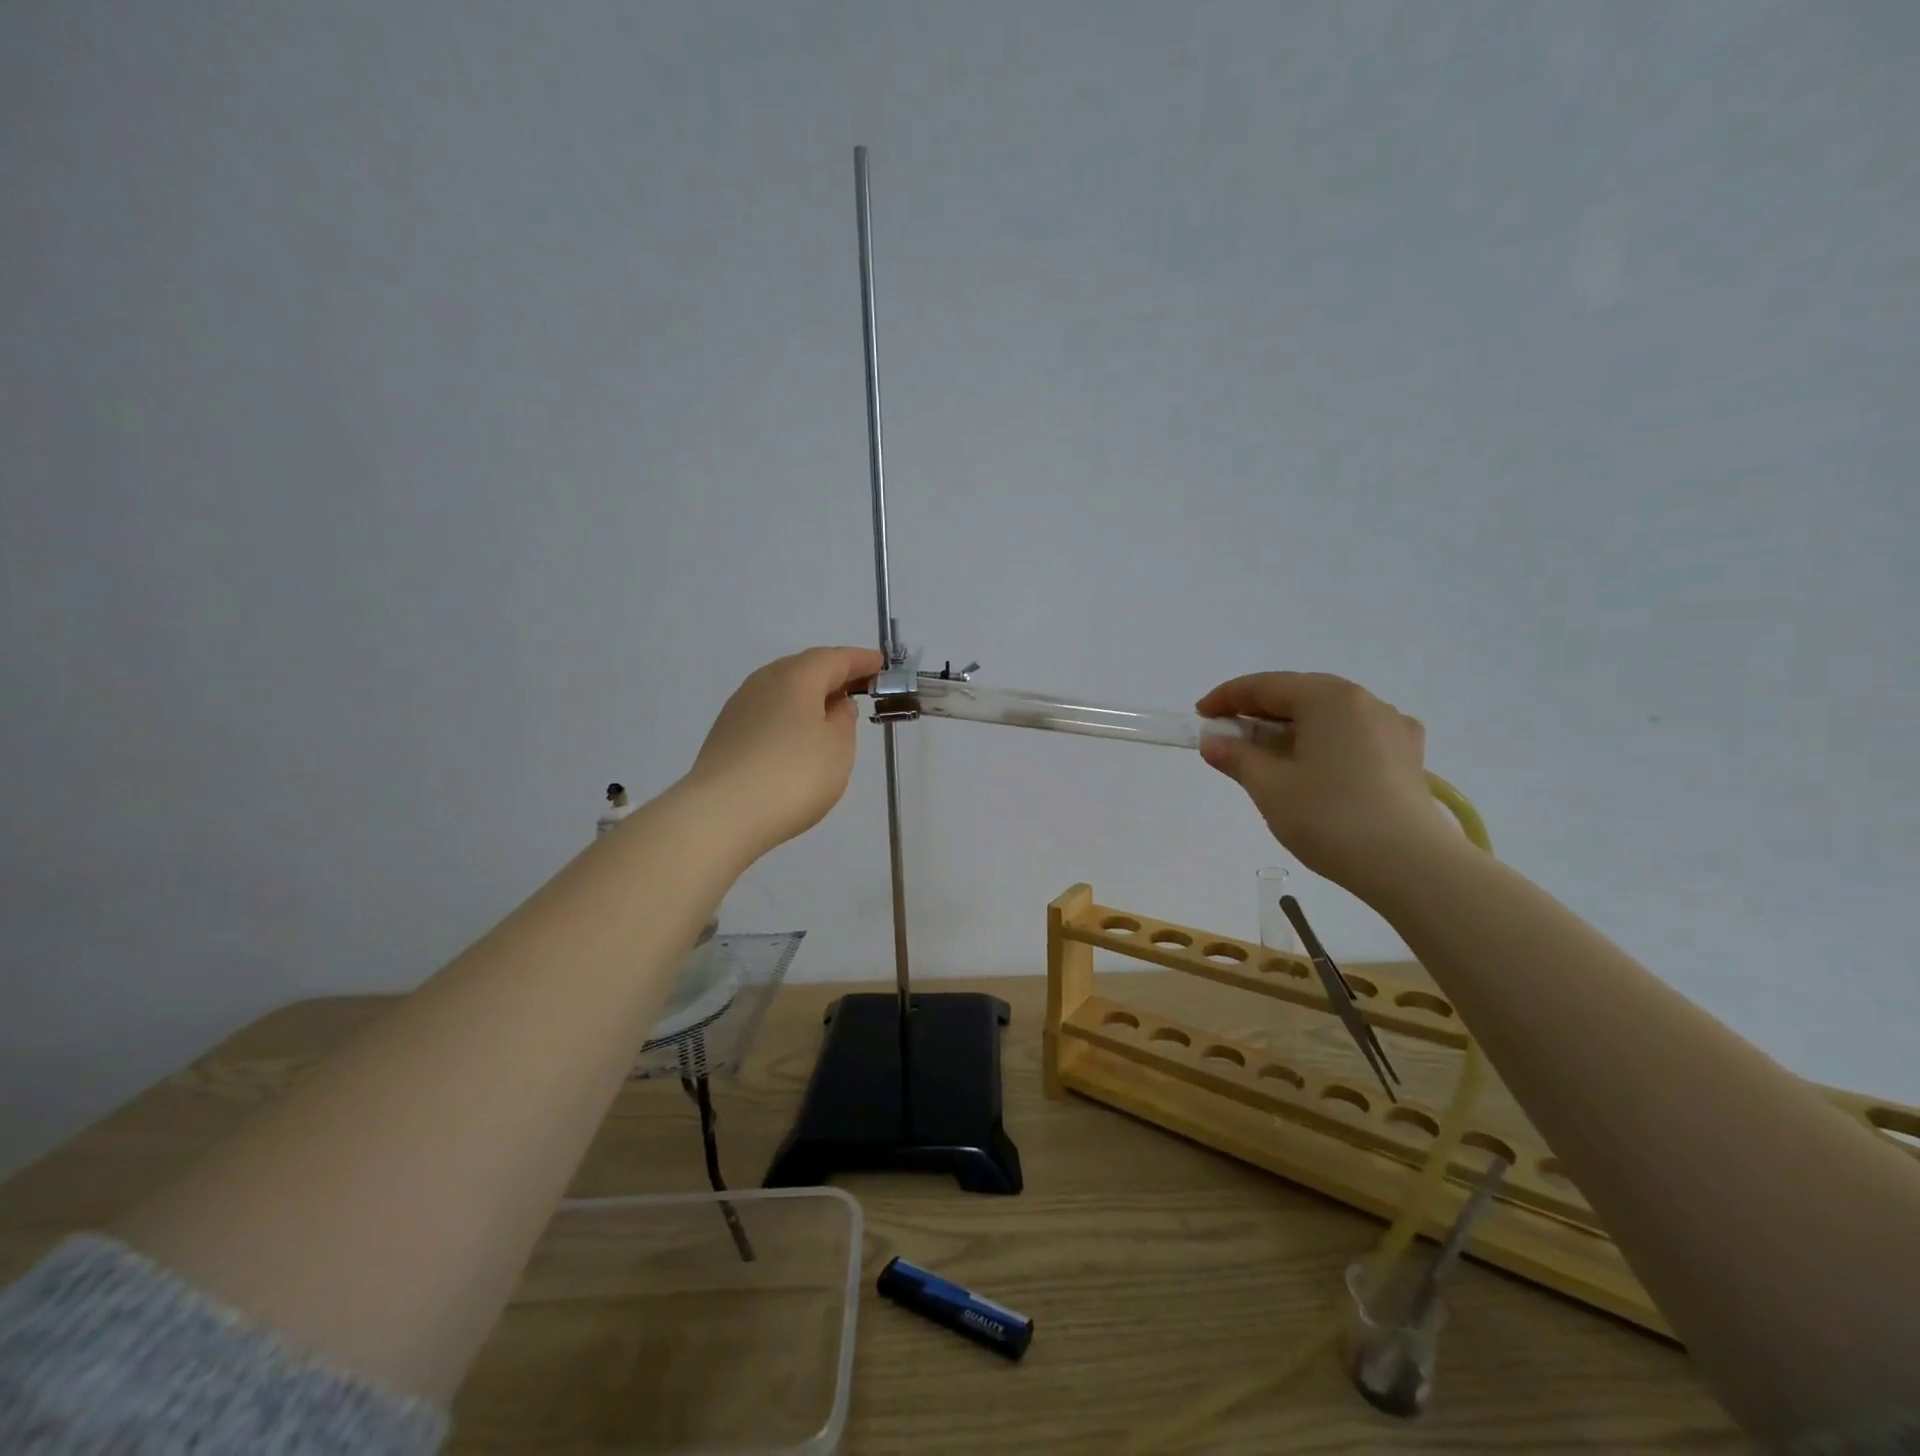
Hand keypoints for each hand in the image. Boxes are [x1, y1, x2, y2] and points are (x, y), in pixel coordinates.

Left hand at [684, 646, 883, 860]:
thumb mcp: (837, 747)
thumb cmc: (793, 775)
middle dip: (833, 674)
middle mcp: (764, 682)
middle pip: (804, 668)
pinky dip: (789, 715)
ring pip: (782, 690)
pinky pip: (767, 712)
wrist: (722, 814)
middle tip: (858, 686)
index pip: (835, 658)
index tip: (880, 664)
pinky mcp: (726, 733)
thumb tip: (835, 705)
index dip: (860, 660)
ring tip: (829, 712)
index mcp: (796, 677)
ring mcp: (740, 707)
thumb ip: (843, 720)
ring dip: (808, 695)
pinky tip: (796, 736)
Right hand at [1195, 672, 1454, 894]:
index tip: (1200, 714)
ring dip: (1290, 730)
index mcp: (1329, 698)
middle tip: (1227, 736)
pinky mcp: (1407, 756)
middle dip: (1259, 714)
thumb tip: (1214, 742)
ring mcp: (1392, 727)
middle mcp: (1364, 701)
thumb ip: (1237, 758)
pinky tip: (1313, 765)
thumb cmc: (1330, 818)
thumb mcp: (1270, 787)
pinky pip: (1353, 736)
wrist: (1411, 867)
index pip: (1266, 686)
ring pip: (1328, 717)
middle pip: (1299, 696)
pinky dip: (1323, 743)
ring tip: (1265, 756)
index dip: (1227, 698)